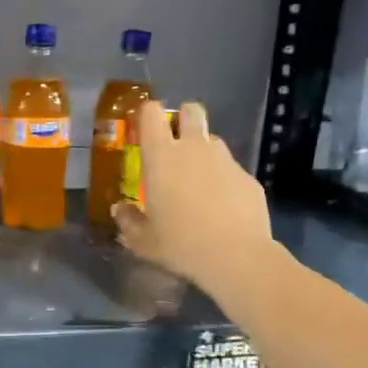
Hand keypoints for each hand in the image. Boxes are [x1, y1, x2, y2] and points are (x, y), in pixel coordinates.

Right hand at [112, 100, 274, 292]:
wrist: (236, 256)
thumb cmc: (180, 244)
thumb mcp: (144, 241)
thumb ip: (128, 220)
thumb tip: (120, 209)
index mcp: (162, 156)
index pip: (151, 113)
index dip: (147, 115)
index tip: (143, 131)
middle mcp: (194, 148)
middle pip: (191, 110)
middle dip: (183, 119)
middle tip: (175, 147)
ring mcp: (225, 160)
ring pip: (212, 140)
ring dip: (203, 152)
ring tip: (198, 183)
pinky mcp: (248, 177)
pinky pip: (231, 169)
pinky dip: (224, 180)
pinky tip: (222, 208)